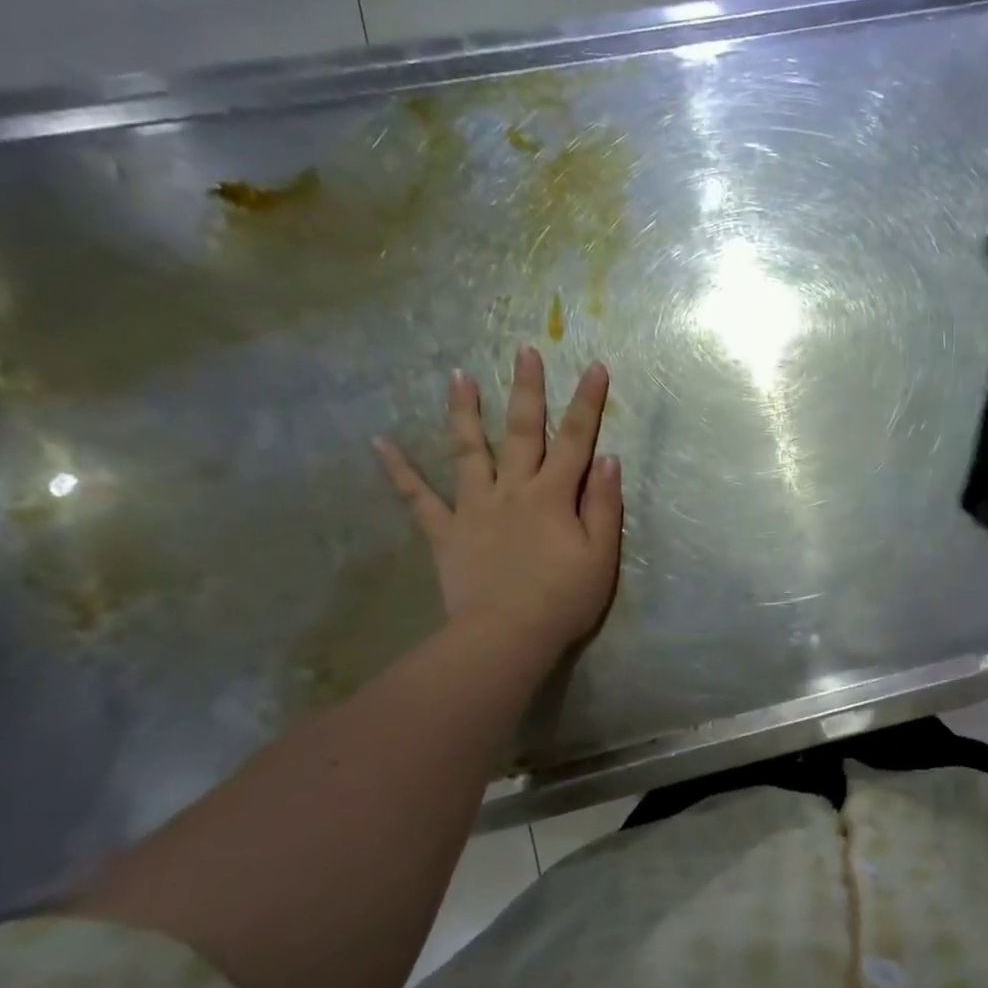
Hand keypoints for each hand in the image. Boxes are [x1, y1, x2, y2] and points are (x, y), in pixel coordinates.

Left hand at [375, 347, 621, 660]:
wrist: (506, 637)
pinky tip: (381, 443)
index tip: (595, 365)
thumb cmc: (563, 598)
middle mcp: (513, 489)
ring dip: (464, 412)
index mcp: (553, 495)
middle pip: (522, 431)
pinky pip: (418, 498)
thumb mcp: (601, 554)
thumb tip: (606, 458)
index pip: (576, 439)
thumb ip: (604, 504)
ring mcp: (474, 508)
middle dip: (527, 389)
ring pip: (469, 451)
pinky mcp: (446, 532)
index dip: (588, 402)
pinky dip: (399, 471)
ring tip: (459, 377)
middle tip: (524, 350)